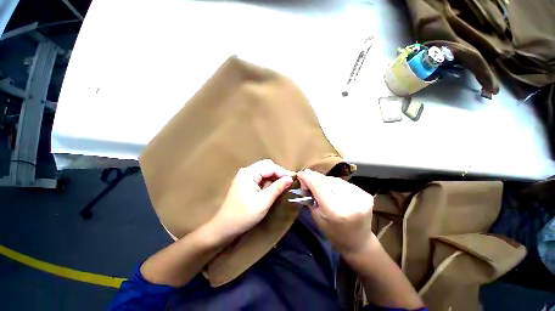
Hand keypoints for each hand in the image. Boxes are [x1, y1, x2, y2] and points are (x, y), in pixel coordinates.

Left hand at [208, 159, 293, 240]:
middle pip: (267, 167)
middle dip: (278, 173)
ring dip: (274, 178)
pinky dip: (268, 183)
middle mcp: (247, 172)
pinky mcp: (246, 184)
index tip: (294, 179)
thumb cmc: (244, 215)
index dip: (283, 172)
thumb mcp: (264, 201)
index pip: (270, 167)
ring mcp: (245, 177)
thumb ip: (277, 188)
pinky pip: (260, 179)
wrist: (225, 228)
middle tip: (288, 183)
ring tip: (283, 187)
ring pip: (264, 172)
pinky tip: (273, 189)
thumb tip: (290, 178)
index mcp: (249, 173)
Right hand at [298, 169, 373, 254]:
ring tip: (320, 185)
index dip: (308, 177)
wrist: (358, 241)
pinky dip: (336, 184)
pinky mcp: (366, 194)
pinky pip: (345, 183)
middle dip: (315, 178)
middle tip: (308, 180)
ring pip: (336, 180)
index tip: (300, 173)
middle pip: (327, 180)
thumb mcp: (316, 216)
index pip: (318, 186)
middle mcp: (350, 202)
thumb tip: (305, 178)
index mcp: (335, 211)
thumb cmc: (333, 232)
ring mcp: (360, 197)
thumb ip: (311, 196)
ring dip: (325, 180)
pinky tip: (333, 189)